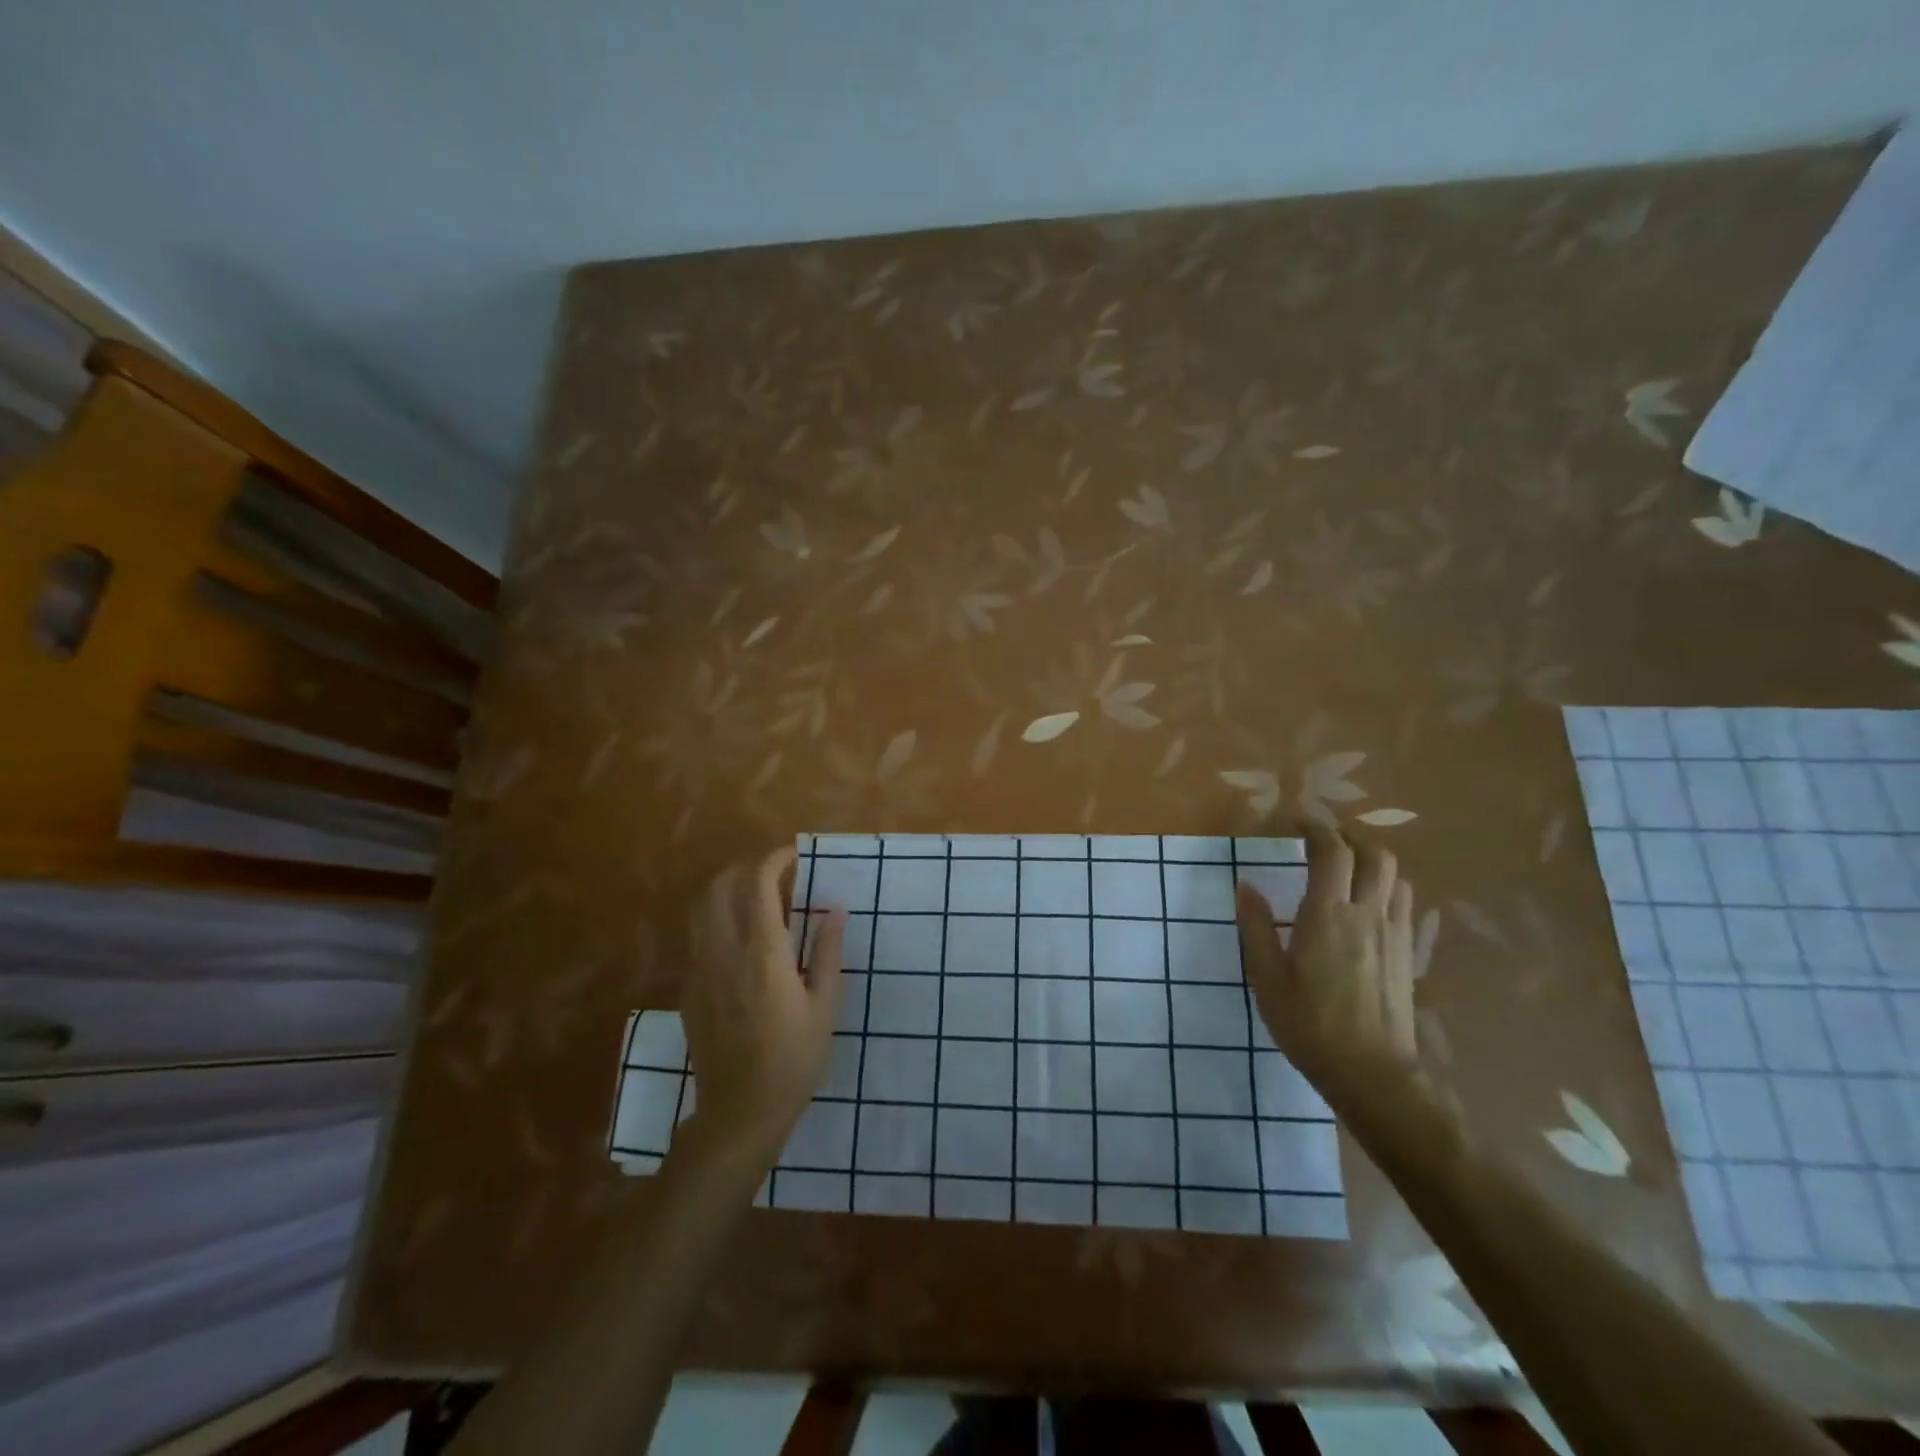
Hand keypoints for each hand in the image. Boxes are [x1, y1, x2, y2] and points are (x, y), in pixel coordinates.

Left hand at [683, 846, 845, 1162]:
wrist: (740, 1111)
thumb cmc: (794, 1059)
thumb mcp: (824, 1006)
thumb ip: (827, 952)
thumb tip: (834, 910)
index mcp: (762, 953)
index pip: (758, 884)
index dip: (774, 860)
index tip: (794, 856)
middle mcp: (724, 951)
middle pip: (721, 886)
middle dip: (747, 868)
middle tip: (777, 875)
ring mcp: (700, 969)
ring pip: (701, 907)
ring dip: (726, 888)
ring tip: (755, 897)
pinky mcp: (689, 989)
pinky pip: (697, 935)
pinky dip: (715, 917)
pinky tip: (738, 936)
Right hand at [1235, 824, 1418, 1110]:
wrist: (1372, 1074)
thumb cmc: (1309, 1025)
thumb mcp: (1266, 978)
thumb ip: (1255, 927)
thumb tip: (1245, 886)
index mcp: (1328, 915)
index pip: (1332, 851)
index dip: (1315, 827)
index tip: (1294, 821)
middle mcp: (1367, 914)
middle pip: (1374, 853)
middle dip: (1348, 837)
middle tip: (1321, 841)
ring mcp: (1393, 933)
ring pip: (1395, 875)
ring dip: (1370, 860)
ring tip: (1344, 867)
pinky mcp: (1406, 953)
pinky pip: (1403, 902)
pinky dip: (1385, 886)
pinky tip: (1365, 903)